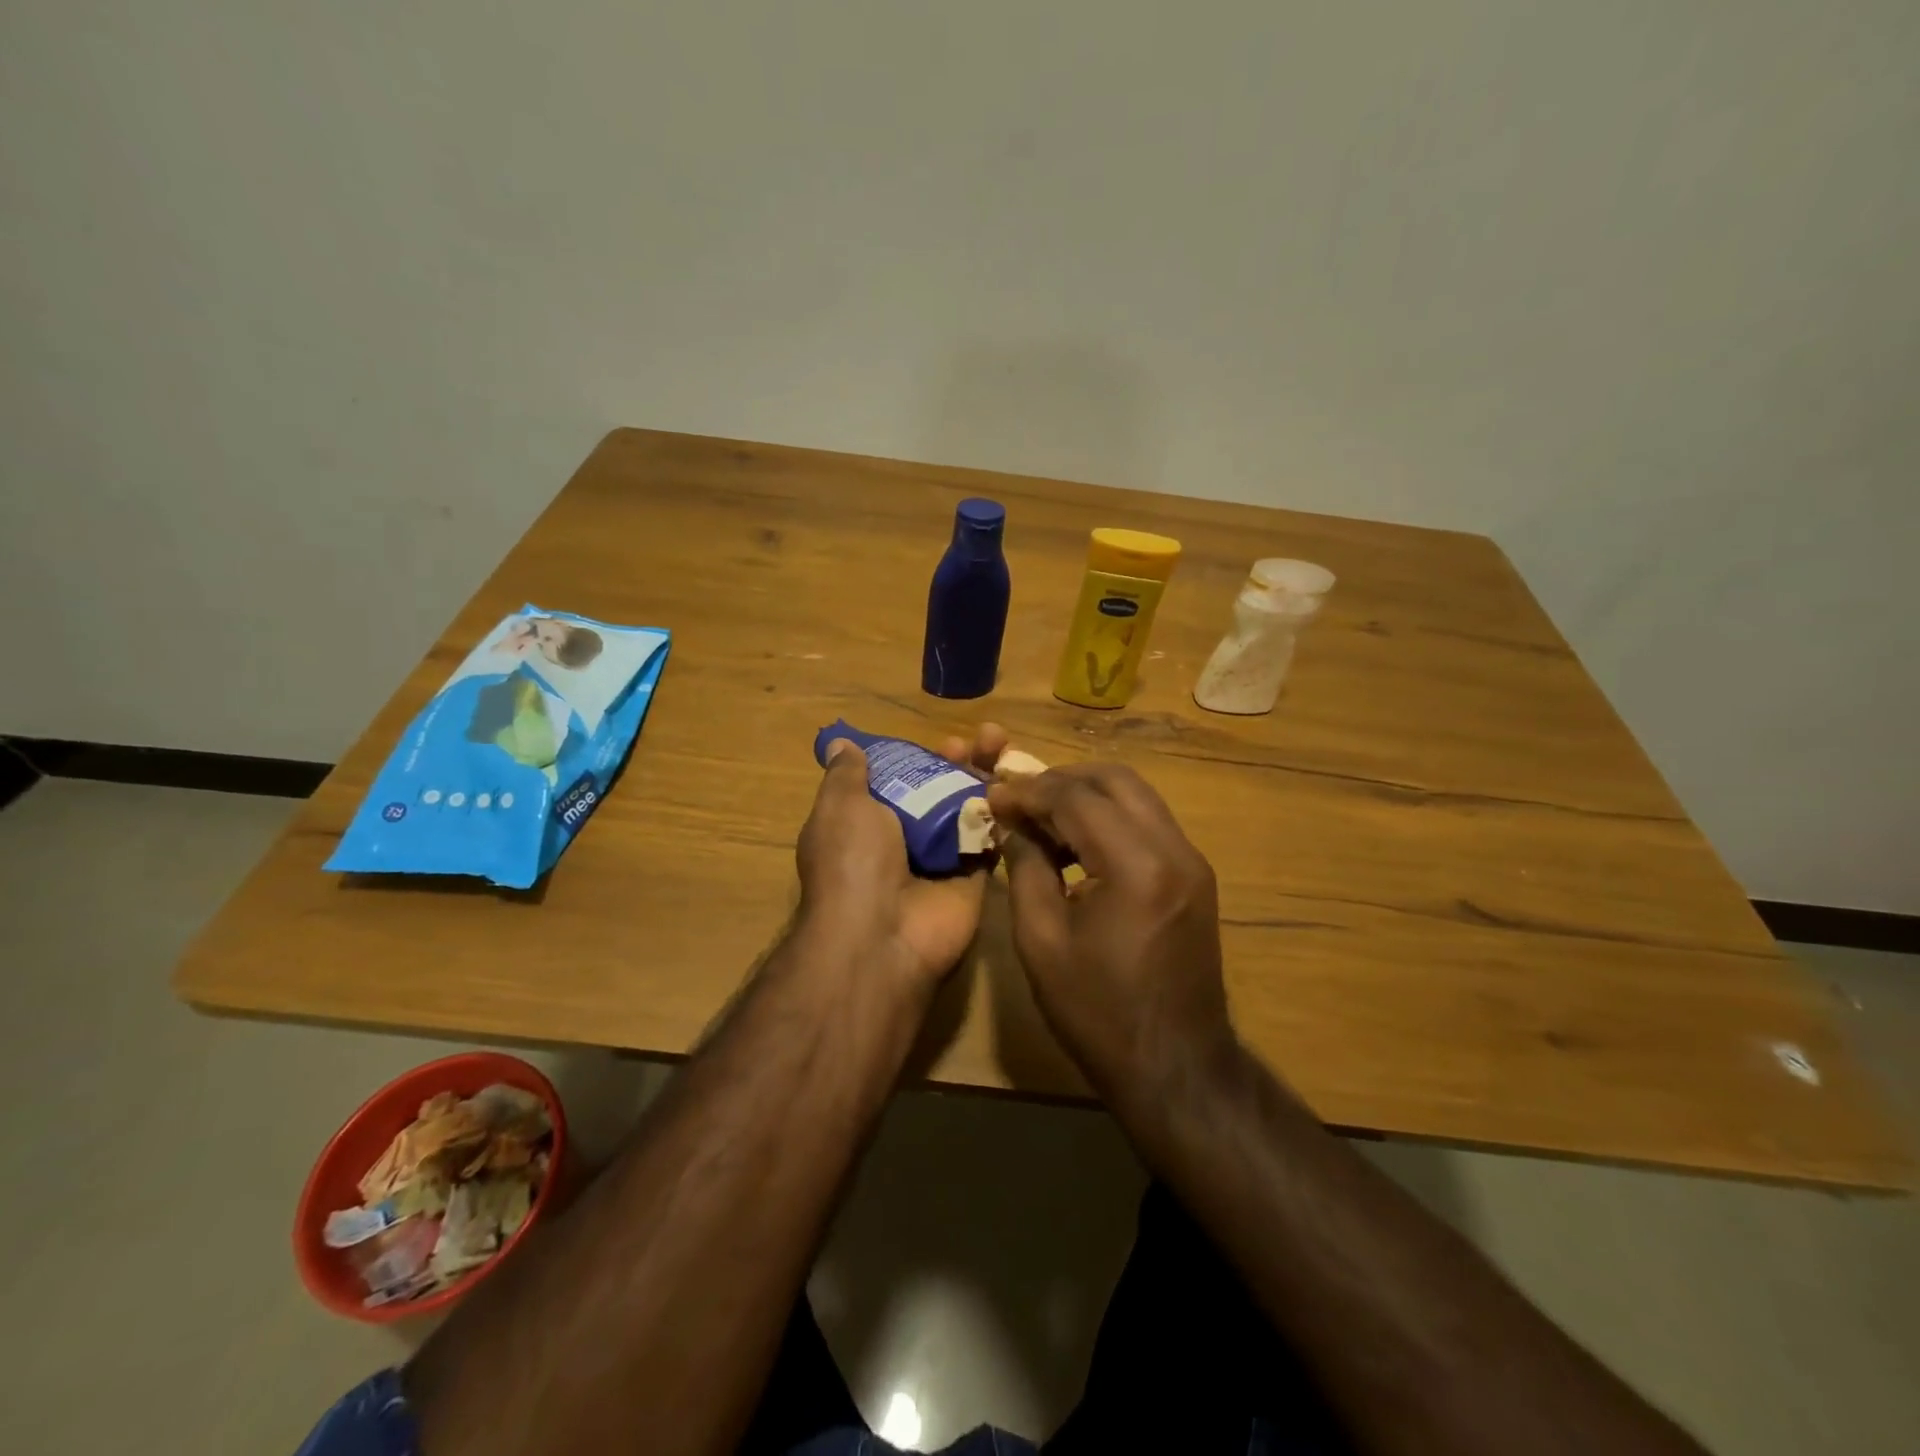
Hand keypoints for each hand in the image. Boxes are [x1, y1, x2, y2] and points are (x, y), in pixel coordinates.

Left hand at [793, 740, 988, 988]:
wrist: (882, 935)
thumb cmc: (854, 861)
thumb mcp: (840, 806)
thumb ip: (847, 775)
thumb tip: (841, 744)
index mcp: (867, 824)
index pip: (899, 781)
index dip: (920, 757)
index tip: (940, 739)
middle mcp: (904, 842)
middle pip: (939, 792)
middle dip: (961, 762)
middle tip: (988, 737)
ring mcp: (941, 861)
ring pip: (970, 811)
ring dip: (987, 779)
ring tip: (1004, 745)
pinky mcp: (972, 879)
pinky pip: (992, 840)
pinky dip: (1005, 813)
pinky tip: (1020, 783)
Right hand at [946, 726, 1233, 1101]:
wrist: (1175, 1066)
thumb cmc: (1098, 1012)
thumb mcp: (1041, 940)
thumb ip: (1025, 868)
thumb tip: (1011, 824)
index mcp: (1136, 867)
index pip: (1077, 798)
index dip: (1029, 791)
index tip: (992, 795)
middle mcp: (1174, 849)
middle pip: (1115, 779)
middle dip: (1061, 779)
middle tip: (1019, 798)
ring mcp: (1192, 860)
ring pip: (1136, 795)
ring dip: (1087, 795)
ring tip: (1041, 818)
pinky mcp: (1195, 875)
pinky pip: (1148, 822)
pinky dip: (1110, 818)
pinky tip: (1076, 843)